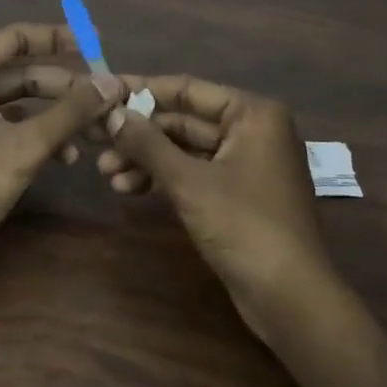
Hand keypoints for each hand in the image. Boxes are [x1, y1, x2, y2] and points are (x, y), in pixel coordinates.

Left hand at [0, 23, 125, 287]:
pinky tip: (68, 157)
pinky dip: (38, 137)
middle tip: (108, 98)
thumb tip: (113, 82)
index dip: (58, 37)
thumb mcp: (26, 144)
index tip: (96, 43)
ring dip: (57, 116)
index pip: (17, 37)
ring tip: (97, 132)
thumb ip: (71, 111)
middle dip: (66, 88)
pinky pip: (11, 128)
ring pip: (20, 103)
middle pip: (23, 73)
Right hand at [98, 75, 335, 339]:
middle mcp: (252, 131)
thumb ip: (148, 144)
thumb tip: (111, 114)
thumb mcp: (189, 181)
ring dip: (146, 159)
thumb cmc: (244, 226)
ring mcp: (245, 164)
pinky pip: (193, 173)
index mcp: (252, 114)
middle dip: (140, 134)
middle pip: (184, 120)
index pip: (187, 89)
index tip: (103, 94)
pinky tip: (128, 188)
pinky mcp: (236, 195)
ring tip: (105, 173)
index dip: (142, 91)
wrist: (290, 297)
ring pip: (185, 150)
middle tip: (96, 141)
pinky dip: (163, 178)